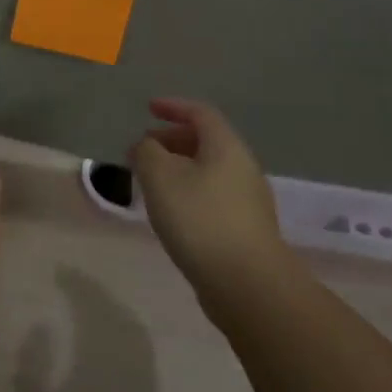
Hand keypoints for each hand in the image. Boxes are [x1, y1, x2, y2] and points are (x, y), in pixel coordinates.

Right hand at [128, 98, 287, 293]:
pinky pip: (213, 195)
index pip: (200, 113)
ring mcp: (248, 201)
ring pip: (209, 170)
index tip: (148, 108)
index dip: (173, 106)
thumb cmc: (200, 219)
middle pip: (206, 141)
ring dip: (178, 167)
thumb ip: (147, 152)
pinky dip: (189, 191)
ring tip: (150, 181)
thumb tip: (147, 146)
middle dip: (172, 139)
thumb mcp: (160, 176)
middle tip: (143, 148)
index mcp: (226, 147)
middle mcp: (243, 167)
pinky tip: (171, 211)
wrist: (247, 285)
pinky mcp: (245, 229)